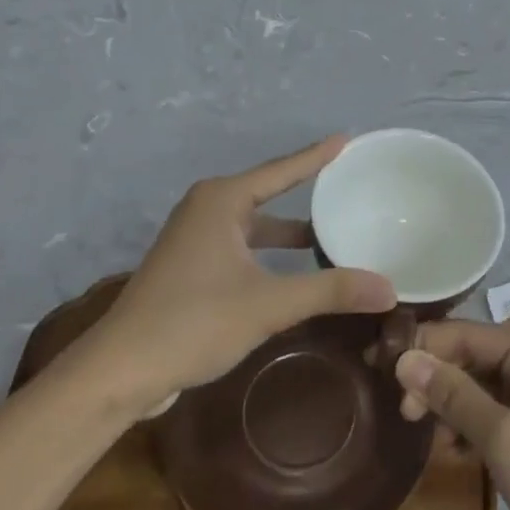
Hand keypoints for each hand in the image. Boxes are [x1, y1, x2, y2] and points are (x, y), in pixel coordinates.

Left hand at [83, 137, 395, 406]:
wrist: (120, 371)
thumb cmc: (194, 322)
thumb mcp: (269, 304)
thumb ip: (330, 291)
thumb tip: (389, 288)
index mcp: (222, 200)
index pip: (282, 170)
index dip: (317, 156)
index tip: (347, 139)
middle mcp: (207, 208)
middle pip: (268, 192)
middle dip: (306, 193)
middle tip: (347, 188)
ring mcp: (195, 238)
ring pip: (254, 224)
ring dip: (288, 231)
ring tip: (331, 235)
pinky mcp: (190, 266)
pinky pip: (242, 246)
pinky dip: (269, 252)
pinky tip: (293, 272)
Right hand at [396, 321, 509, 509]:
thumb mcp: (505, 440)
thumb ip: (454, 396)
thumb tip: (404, 358)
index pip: (465, 332)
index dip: (421, 346)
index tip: (377, 367)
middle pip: (471, 357)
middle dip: (434, 379)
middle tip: (403, 414)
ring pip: (478, 387)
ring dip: (449, 406)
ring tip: (427, 437)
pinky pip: (492, 413)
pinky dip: (469, 427)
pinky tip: (453, 451)